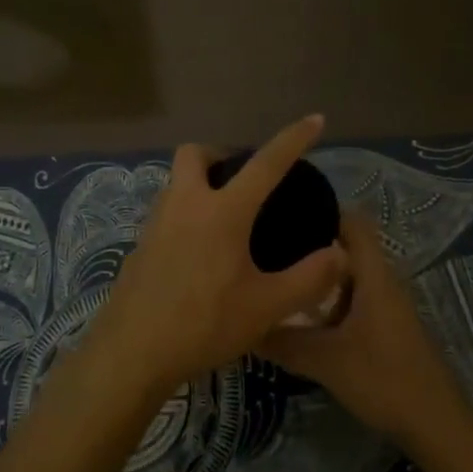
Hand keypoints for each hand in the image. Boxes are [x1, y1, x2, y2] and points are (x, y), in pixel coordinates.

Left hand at [91, 116, 349, 393]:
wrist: (133, 352)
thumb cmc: (204, 323)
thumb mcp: (267, 306)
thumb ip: (309, 278)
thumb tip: (339, 253)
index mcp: (222, 211)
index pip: (265, 163)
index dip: (293, 139)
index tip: (314, 119)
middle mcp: (185, 204)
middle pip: (195, 154)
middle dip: (220, 154)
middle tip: (243, 179)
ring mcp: (156, 223)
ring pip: (176, 183)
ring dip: (200, 185)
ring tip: (226, 219)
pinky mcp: (139, 246)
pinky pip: (166, 214)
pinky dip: (186, 216)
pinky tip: (199, 254)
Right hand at [259, 212, 472, 448]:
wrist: (436, 425)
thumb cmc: (384, 379)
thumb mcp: (324, 360)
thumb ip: (282, 340)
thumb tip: (243, 324)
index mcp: (373, 274)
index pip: (351, 221)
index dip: (321, 209)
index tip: (283, 211)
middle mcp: (382, 281)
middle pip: (345, 247)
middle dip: (309, 244)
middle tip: (267, 247)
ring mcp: (385, 306)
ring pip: (347, 276)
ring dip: (317, 276)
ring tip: (276, 276)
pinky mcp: (384, 329)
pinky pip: (350, 300)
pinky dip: (327, 300)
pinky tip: (299, 315)